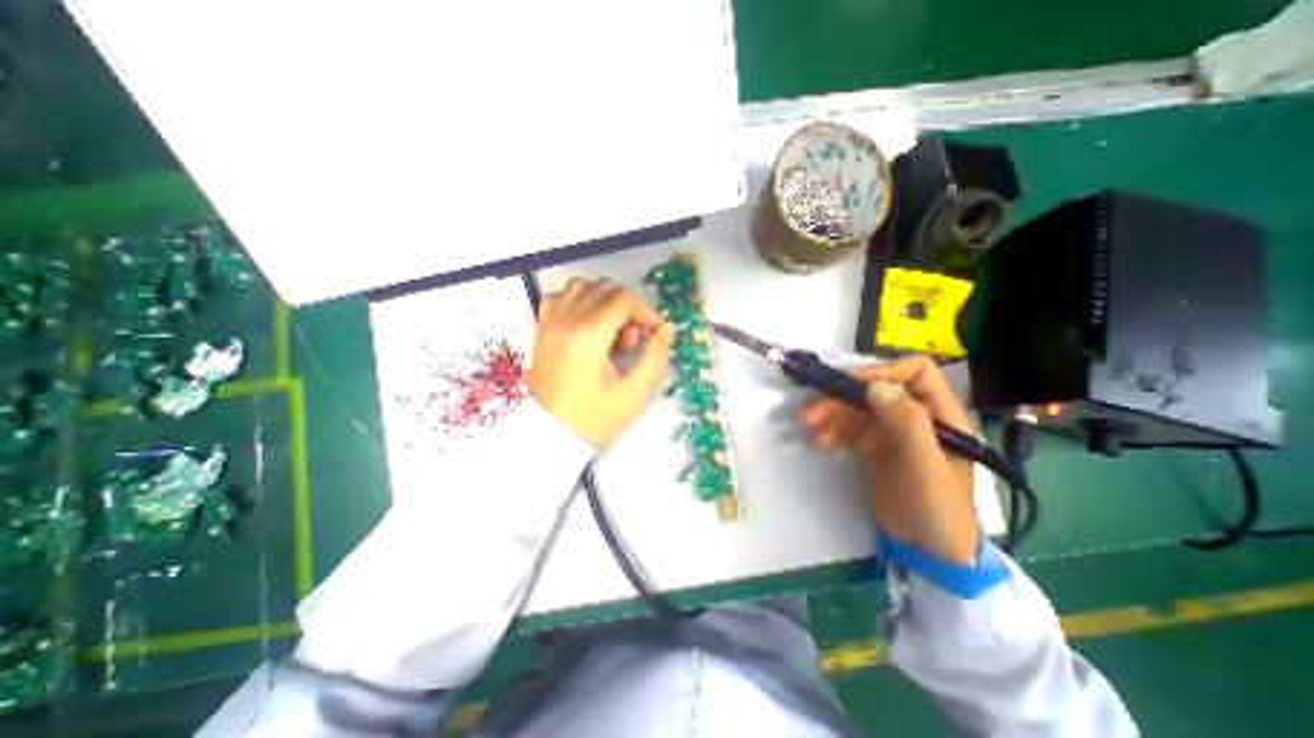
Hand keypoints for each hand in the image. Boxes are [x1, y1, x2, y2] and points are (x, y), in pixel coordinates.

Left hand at [527, 280, 669, 445]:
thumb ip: (656, 358)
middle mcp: (567, 321)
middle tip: (631, 340)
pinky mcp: (542, 329)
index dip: (646, 312)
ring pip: (581, 287)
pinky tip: (586, 324)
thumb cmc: (594, 417)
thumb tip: (667, 329)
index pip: (624, 299)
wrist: (551, 434)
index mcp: (589, 337)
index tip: (654, 333)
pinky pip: (559, 297)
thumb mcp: (634, 394)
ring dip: (603, 301)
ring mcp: (550, 323)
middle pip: (605, 289)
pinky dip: (577, 302)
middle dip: (627, 309)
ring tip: (610, 331)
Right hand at [796, 357, 980, 564]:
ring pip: (858, 410)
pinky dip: (832, 432)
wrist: (928, 552)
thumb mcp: (925, 465)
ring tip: (808, 428)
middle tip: (811, 411)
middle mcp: (915, 416)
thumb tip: (876, 386)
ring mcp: (892, 432)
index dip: (885, 372)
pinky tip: (818, 442)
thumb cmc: (937, 507)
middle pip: (875, 392)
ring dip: (831, 415)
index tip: (852, 386)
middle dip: (842, 398)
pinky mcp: (874, 448)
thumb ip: (906, 423)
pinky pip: (849, 430)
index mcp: (940, 414)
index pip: (916, 373)